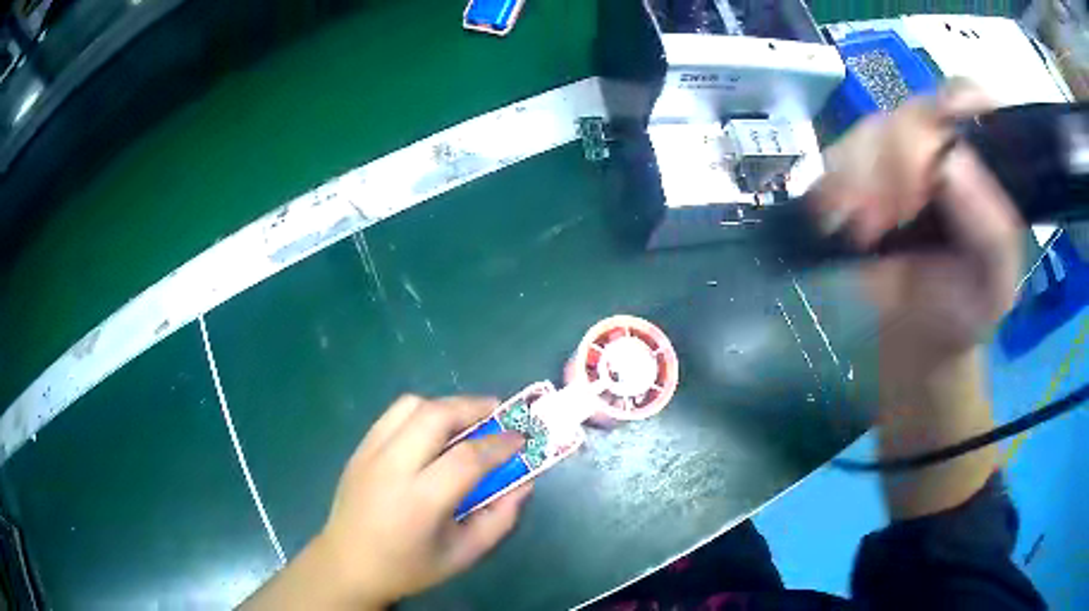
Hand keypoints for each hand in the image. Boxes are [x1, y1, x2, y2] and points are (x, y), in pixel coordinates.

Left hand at [242, 395, 530, 609]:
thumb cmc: (409, 567)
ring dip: (445, 406)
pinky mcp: (359, 449)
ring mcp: (370, 453)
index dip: (500, 443)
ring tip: (466, 421)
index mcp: (420, 501)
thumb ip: (499, 519)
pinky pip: (393, 415)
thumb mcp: (464, 554)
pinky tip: (432, 434)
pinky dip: (420, 413)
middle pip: (435, 416)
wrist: (348, 565)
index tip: (521, 438)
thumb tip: (524, 483)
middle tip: (497, 415)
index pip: (467, 457)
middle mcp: (392, 468)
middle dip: (473, 407)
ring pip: (411, 406)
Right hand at [814, 82, 1022, 380]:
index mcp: (987, 161)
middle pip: (915, 112)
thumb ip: (993, 235)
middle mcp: (944, 139)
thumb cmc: (963, 309)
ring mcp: (900, 147)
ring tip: (864, 234)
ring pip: (873, 129)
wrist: (918, 330)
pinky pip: (838, 153)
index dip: (951, 110)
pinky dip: (834, 186)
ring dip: (862, 177)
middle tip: (892, 216)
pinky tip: (839, 219)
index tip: (936, 159)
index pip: (970, 100)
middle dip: (900, 160)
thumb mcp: (993, 286)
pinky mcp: (860, 162)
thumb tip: (951, 164)